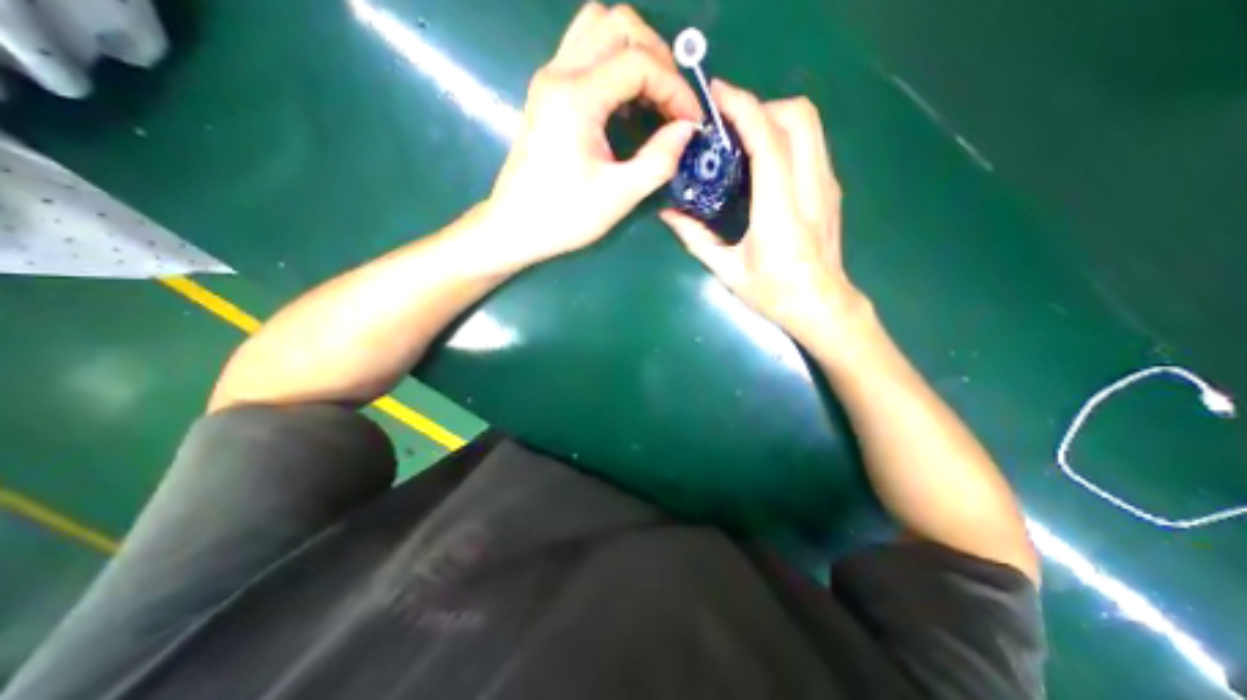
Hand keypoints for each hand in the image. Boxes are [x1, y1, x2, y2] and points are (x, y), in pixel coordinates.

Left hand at [485, 3, 699, 266]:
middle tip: (673, 102)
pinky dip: (613, 62)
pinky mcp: (547, 92)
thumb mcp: (618, 196)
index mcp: (576, 98)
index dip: (675, 88)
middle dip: (658, 58)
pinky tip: (626, 100)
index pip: (639, 62)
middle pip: (618, 24)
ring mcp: (549, 78)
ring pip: (598, 27)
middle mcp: (559, 73)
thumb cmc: (564, 216)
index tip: (691, 121)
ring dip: (634, 51)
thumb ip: (658, 161)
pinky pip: (584, 50)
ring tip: (652, 95)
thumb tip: (685, 130)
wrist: (515, 226)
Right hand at [663, 83, 868, 352]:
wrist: (822, 306)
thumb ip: (696, 239)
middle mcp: (809, 189)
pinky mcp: (831, 189)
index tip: (716, 95)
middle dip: (760, 106)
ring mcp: (826, 185)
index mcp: (779, 211)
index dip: (743, 108)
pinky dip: (786, 134)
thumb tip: (667, 215)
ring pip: (810, 124)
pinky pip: (811, 143)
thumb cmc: (774, 293)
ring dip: (774, 117)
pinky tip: (764, 159)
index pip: (768, 141)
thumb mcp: (728, 271)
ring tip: (743, 138)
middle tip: (728, 127)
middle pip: (798, 116)